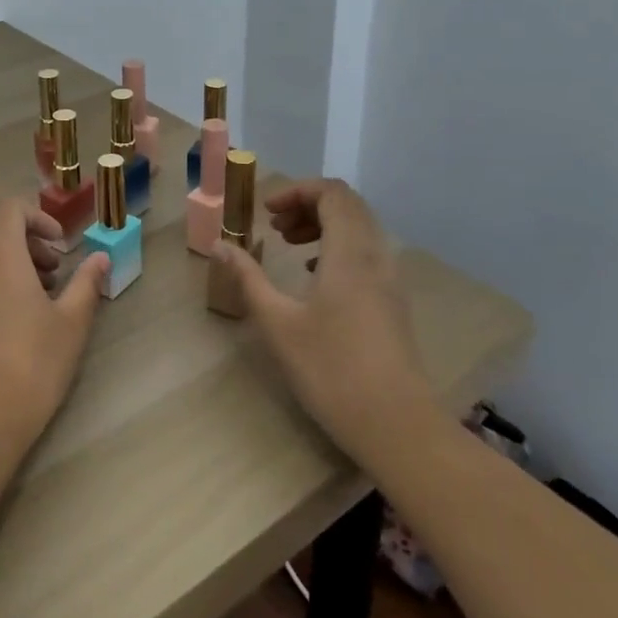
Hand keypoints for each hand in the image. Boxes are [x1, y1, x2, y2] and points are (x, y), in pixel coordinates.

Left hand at [0, 200, 107, 451]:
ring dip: (16, 262)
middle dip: (31, 241)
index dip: (39, 217)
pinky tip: (21, 318)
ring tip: (44, 296)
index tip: (61, 244)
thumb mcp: (72, 321)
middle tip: (57, 271)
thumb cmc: (34, 362)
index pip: (10, 208)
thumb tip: (100, 258)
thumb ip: (86, 282)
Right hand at [211, 179, 440, 462]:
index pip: (332, 193)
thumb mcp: (278, 324)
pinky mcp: (393, 303)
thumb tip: (219, 245)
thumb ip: (248, 279)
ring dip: (323, 225)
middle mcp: (375, 256)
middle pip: (348, 205)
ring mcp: (390, 280)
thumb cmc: (332, 370)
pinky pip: (367, 253)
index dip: (298, 191)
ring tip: (290, 246)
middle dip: (308, 205)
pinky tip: (315, 276)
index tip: (267, 211)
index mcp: (349, 252)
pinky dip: (338, 248)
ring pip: (360, 229)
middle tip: (276, 226)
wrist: (398, 426)